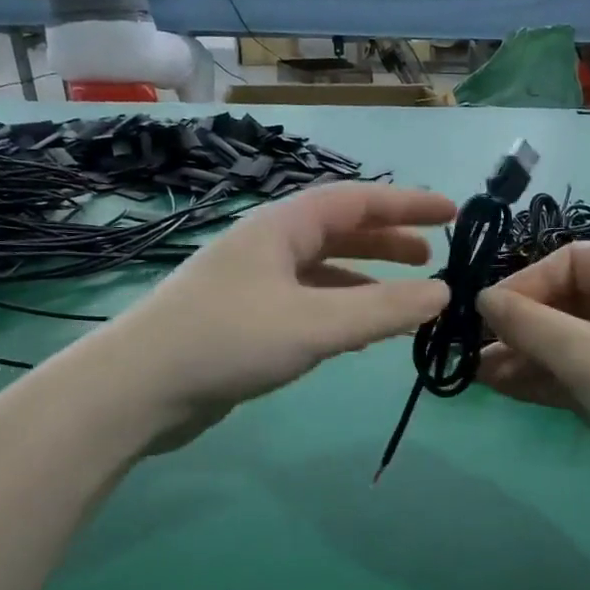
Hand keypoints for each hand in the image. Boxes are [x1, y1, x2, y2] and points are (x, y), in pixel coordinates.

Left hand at [85, 183, 453, 453]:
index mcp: (282, 227)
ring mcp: (254, 283)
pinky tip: (358, 330)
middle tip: (431, 256)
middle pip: (339, 230)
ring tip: (406, 294)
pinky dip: (342, 307)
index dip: (406, 203)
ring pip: (324, 269)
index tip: (452, 214)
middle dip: (388, 240)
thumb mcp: (316, 323)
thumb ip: (383, 310)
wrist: (138, 390)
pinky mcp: (246, 320)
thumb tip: (443, 294)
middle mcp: (268, 246)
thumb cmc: (228, 340)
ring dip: (367, 276)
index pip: (356, 200)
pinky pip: (308, 301)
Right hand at [476, 243, 589, 515]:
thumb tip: (483, 298)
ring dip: (522, 355)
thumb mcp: (589, 354)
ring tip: (475, 371)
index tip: (488, 312)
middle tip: (472, 345)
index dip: (527, 282)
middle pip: (564, 302)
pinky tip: (498, 385)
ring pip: (564, 342)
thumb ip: (531, 324)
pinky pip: (572, 373)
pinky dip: (539, 378)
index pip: (571, 262)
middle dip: (519, 324)